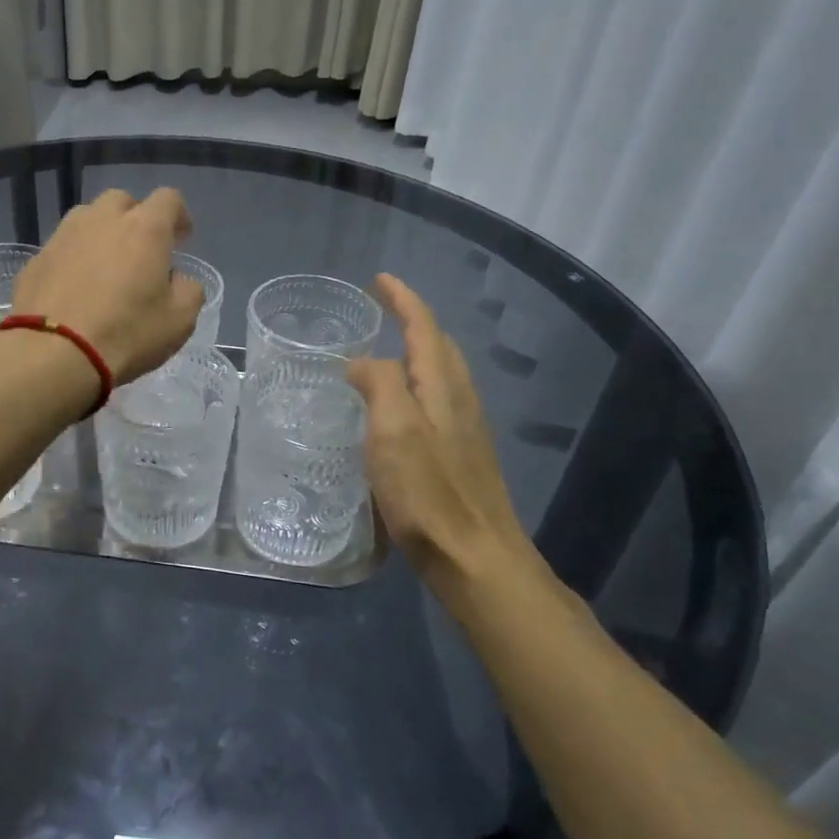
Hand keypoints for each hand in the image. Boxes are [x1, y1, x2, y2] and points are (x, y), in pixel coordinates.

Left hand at [10, 188, 204, 382]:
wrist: (52, 354)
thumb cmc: (126, 334)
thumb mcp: (179, 321)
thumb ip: (188, 290)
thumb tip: (177, 278)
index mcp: (144, 228)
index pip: (168, 199)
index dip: (178, 216)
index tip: (181, 241)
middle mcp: (102, 220)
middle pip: (121, 201)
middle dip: (135, 219)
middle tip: (140, 253)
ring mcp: (63, 236)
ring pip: (86, 219)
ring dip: (100, 234)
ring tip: (104, 268)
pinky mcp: (36, 259)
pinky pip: (61, 248)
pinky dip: (73, 260)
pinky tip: (74, 290)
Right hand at [348, 275, 538, 583]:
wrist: (476, 558)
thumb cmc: (429, 493)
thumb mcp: (393, 431)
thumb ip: (380, 385)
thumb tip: (363, 362)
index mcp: (443, 386)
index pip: (424, 327)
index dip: (402, 299)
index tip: (380, 279)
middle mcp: (460, 399)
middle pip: (438, 346)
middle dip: (412, 320)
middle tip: (381, 310)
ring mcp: (465, 429)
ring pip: (441, 374)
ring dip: (415, 352)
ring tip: (383, 352)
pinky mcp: (461, 455)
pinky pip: (437, 401)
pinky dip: (415, 385)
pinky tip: (396, 408)